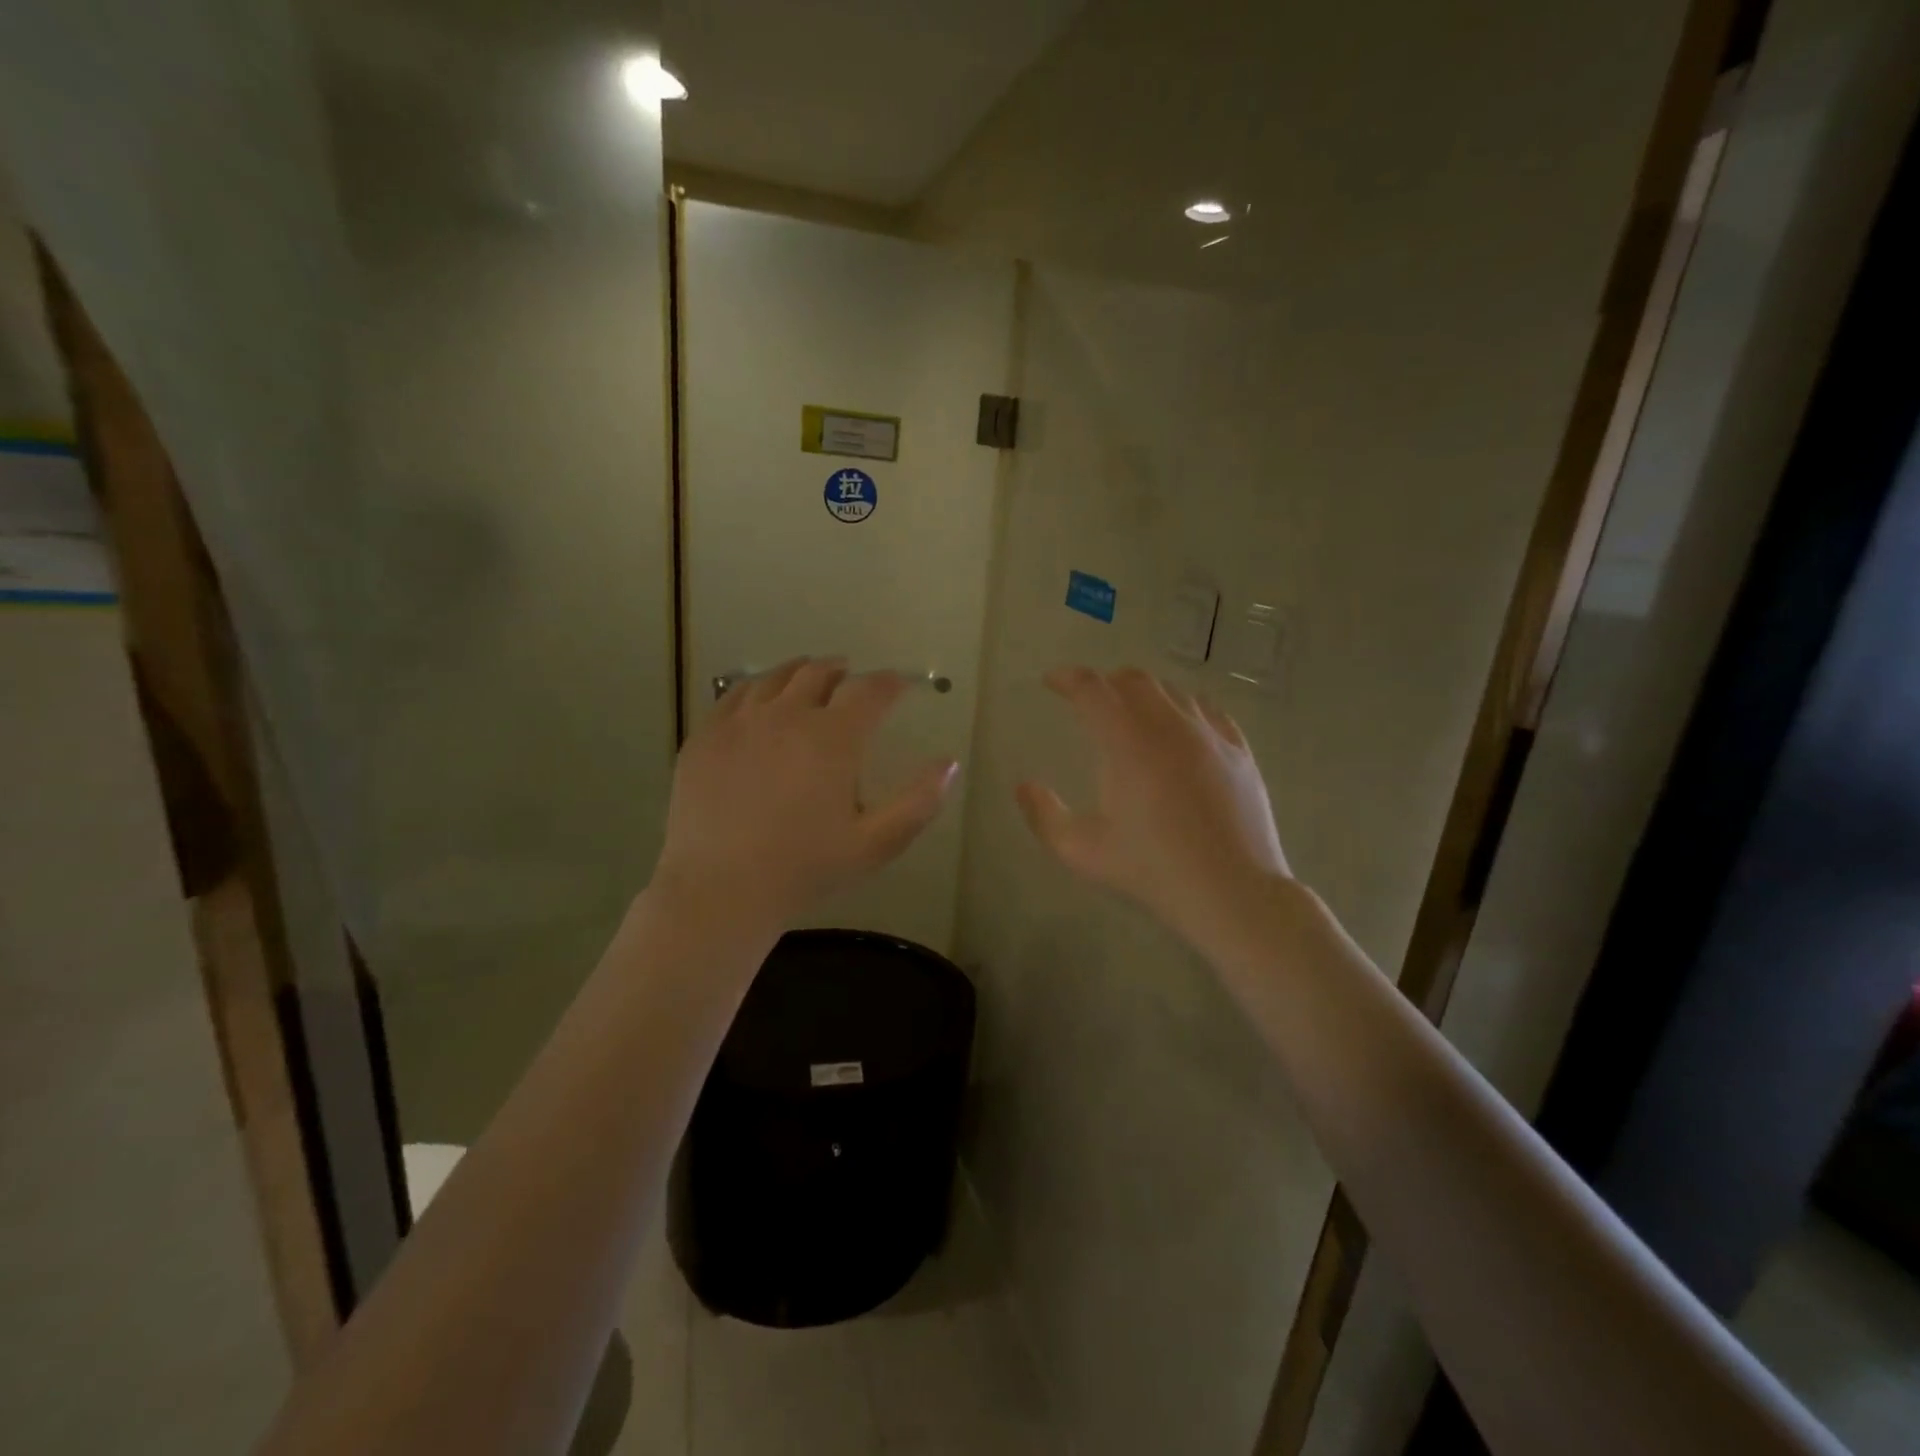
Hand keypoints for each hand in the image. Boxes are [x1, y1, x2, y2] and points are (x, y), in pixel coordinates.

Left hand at [651, 658, 959, 931]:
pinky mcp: (706, 736)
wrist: (721, 890)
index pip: (870, 691)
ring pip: (775, 677)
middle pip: (818, 673)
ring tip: (809, 678)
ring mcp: (740, 722)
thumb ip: (919, 802)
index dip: (890, 683)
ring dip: (800, 672)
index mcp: (833, 738)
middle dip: (842, 672)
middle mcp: (788, 715)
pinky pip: (734, 694)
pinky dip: (757, 687)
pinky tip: (760, 699)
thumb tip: (950, 764)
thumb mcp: (876, 844)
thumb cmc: (805, 869)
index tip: (900, 686)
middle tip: (851, 679)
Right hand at [1016, 666, 1289, 952]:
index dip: (1067, 678)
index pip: (1091, 689)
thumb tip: (1023, 787)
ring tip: (1133, 712)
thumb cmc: (1152, 870)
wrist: (1232, 891)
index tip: (1052, 682)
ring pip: (1173, 691)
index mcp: (1127, 743)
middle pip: (1134, 680)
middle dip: (1106, 683)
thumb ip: (1044, 816)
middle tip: (1090, 700)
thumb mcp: (1082, 850)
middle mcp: (1169, 725)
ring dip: (1145, 692)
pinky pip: (1209, 709)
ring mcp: (1210, 734)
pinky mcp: (1239, 750)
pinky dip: (1185, 706)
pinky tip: (1181, 725)